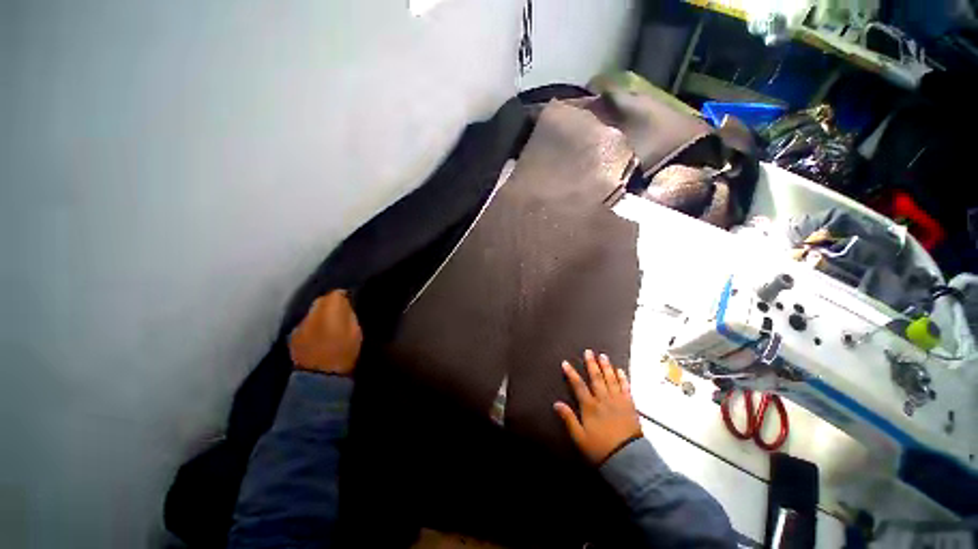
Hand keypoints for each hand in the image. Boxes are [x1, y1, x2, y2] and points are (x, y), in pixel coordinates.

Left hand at [288, 290, 362, 375]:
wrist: (320, 377)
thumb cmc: (345, 353)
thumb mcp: (356, 331)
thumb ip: (349, 314)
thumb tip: (345, 302)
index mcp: (330, 311)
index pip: (335, 294)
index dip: (344, 296)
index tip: (351, 301)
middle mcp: (311, 314)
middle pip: (321, 300)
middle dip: (330, 303)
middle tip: (341, 312)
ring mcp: (300, 326)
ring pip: (312, 312)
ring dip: (320, 314)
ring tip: (329, 324)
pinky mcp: (293, 337)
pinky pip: (305, 324)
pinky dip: (312, 325)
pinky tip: (318, 334)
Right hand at [554, 349, 642, 463]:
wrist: (628, 459)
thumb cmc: (600, 449)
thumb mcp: (579, 437)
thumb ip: (568, 419)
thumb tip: (556, 403)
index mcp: (590, 406)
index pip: (578, 385)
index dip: (571, 373)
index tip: (565, 363)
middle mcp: (604, 400)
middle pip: (596, 378)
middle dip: (591, 364)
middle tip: (589, 352)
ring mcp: (618, 401)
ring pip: (611, 380)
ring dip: (606, 367)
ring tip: (603, 356)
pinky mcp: (630, 406)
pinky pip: (626, 388)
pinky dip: (623, 378)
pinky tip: (620, 371)